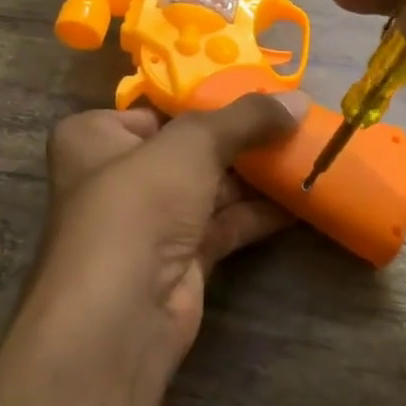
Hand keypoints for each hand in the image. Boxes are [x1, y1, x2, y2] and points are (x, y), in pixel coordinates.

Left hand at [21, 93, 306, 375]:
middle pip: (190, 148)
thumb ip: (245, 118)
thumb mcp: (192, 144)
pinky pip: (225, 224)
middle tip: (295, 121)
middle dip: (243, 139)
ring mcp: (150, 221)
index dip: (208, 98)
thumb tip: (299, 100)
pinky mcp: (179, 258)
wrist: (121, 315)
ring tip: (309, 153)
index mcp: (96, 137)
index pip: (157, 107)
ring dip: (258, 176)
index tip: (260, 89)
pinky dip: (259, 212)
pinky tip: (302, 197)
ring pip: (211, 187)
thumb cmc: (138, 205)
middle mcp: (118, 175)